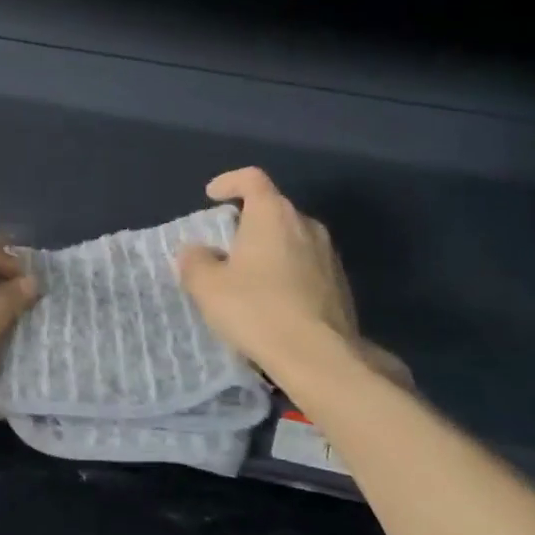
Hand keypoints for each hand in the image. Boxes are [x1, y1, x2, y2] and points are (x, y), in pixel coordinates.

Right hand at [179, 168, 406, 384]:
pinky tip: (273, 301)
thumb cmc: (256, 310)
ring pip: (291, 238)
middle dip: (247, 221)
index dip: (229, 181)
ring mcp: (328, 254)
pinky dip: (286, 272)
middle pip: (272, 209)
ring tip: (247, 277)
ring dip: (268, 248)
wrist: (318, 356)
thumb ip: (195, 261)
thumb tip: (195, 250)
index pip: (251, 178)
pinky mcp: (340, 283)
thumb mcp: (207, 287)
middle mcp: (305, 224)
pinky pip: (306, 265)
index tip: (212, 196)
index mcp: (272, 214)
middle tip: (224, 246)